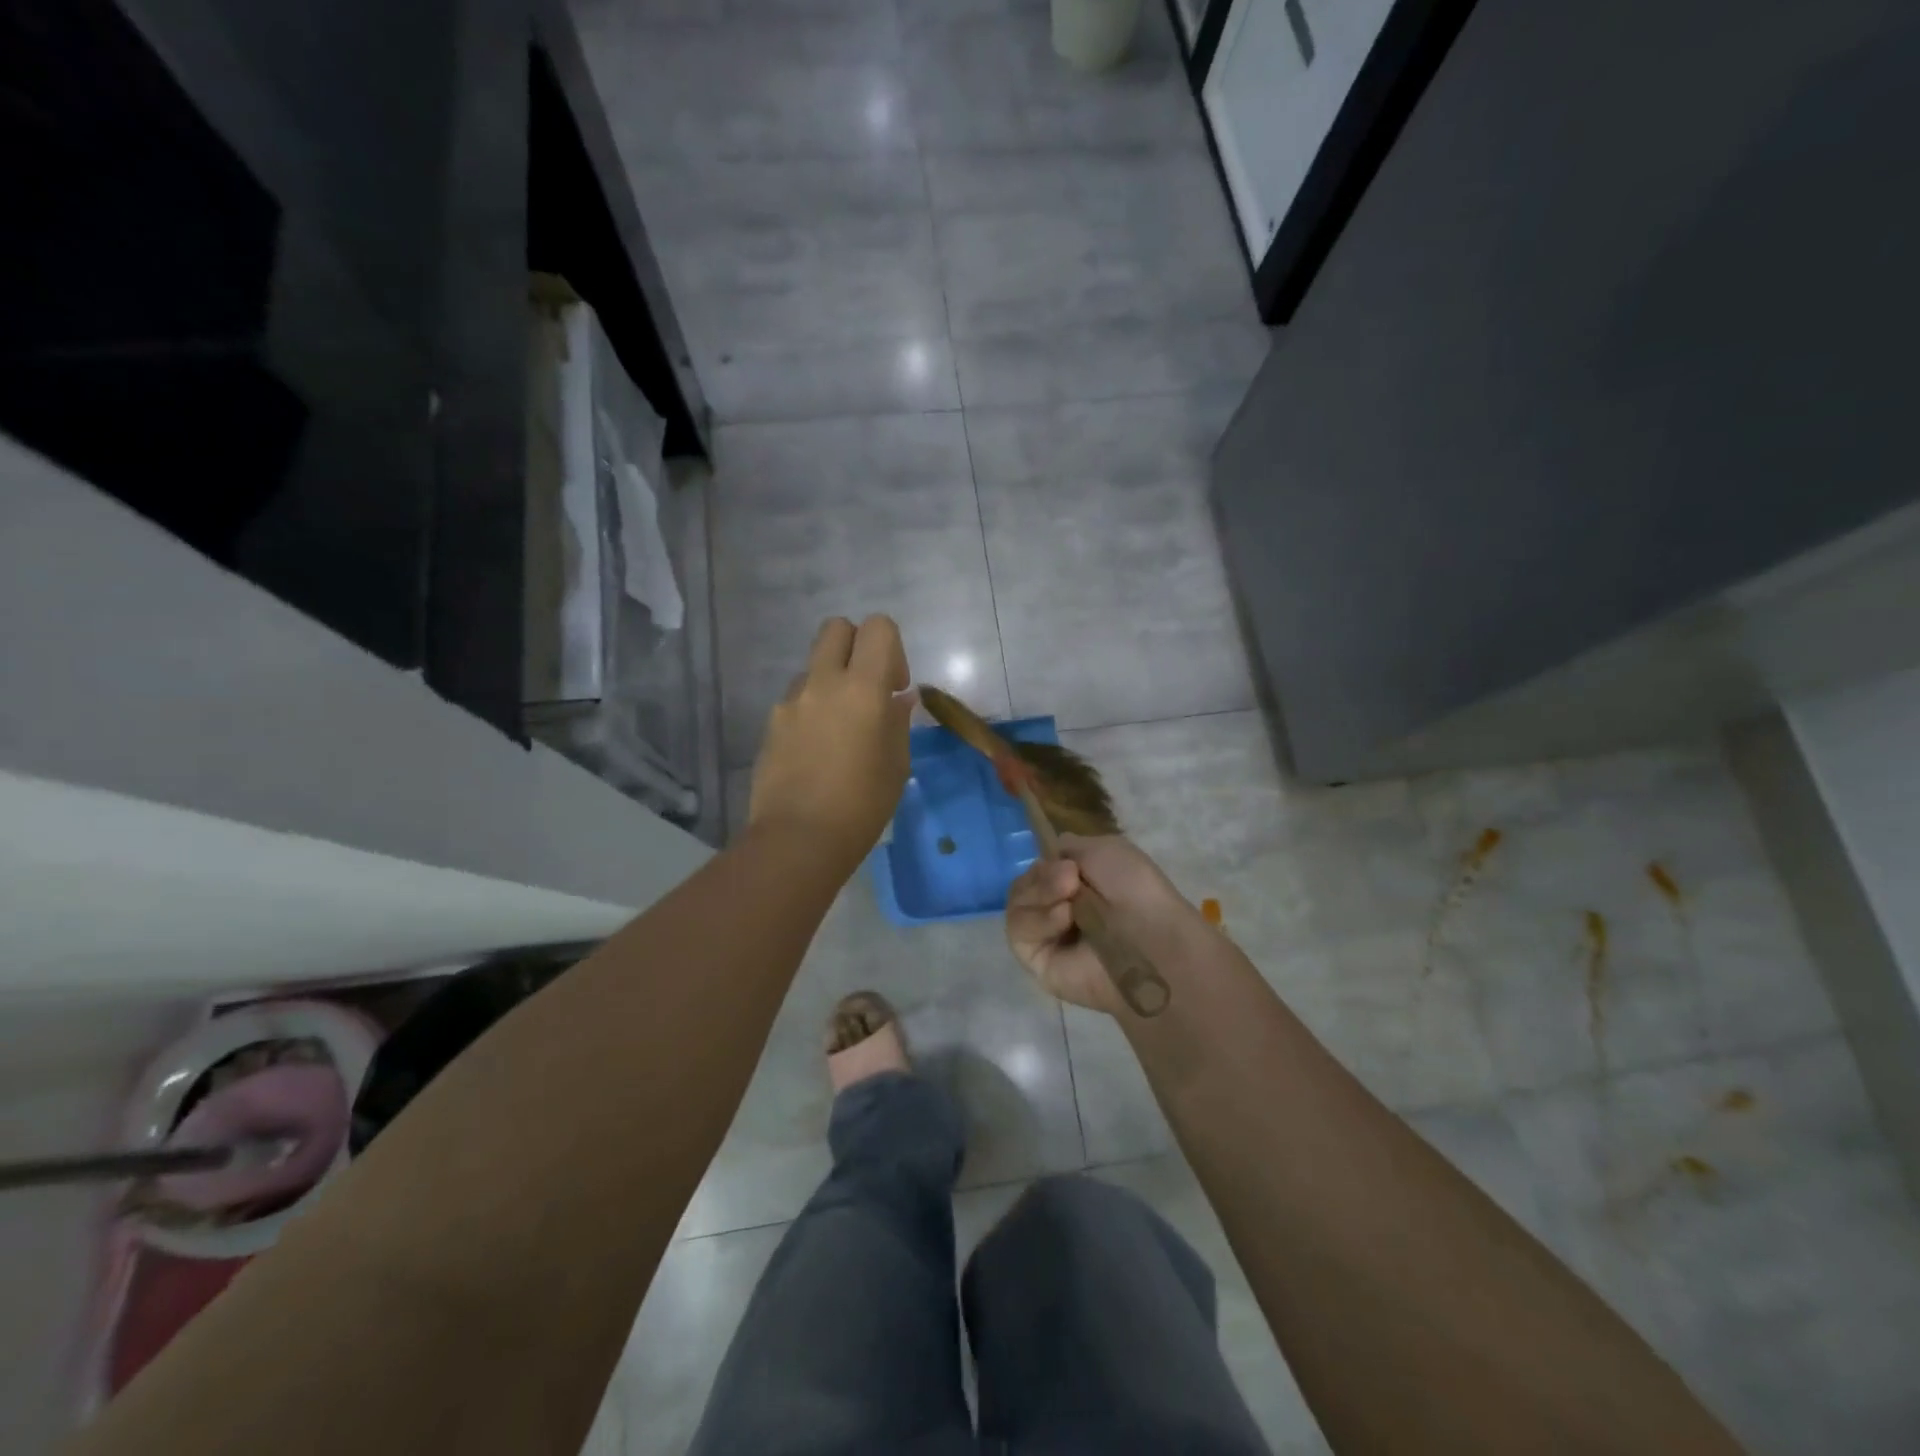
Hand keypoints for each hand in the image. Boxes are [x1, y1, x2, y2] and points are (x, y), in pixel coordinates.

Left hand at [749, 616, 912, 867]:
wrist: (798, 839)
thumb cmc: (862, 805)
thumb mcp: (896, 764)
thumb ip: (898, 722)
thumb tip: (899, 699)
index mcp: (863, 688)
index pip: (878, 627)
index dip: (892, 648)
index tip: (894, 687)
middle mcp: (823, 683)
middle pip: (837, 628)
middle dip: (856, 645)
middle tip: (867, 688)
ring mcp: (790, 702)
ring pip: (813, 666)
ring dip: (831, 682)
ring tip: (840, 729)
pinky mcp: (771, 724)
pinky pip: (796, 700)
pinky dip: (811, 710)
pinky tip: (817, 751)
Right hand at [1005, 834, 1205, 1014]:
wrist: (1150, 938)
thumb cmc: (1135, 890)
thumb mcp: (1104, 849)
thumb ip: (1069, 847)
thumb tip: (1051, 857)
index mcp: (1075, 885)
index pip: (1039, 868)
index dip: (1046, 862)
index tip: (1067, 863)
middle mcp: (1057, 908)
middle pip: (1024, 883)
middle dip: (1044, 876)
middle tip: (1071, 879)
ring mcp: (1044, 935)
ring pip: (1017, 904)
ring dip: (1041, 893)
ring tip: (1071, 901)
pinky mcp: (1035, 960)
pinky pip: (1018, 931)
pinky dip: (1039, 919)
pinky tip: (1064, 918)